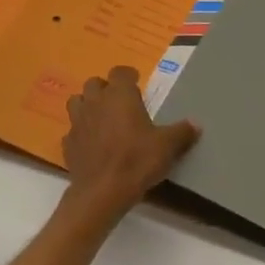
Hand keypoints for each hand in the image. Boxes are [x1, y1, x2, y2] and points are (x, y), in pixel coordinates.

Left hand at [62, 66, 199, 216]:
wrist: (102, 192)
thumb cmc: (137, 160)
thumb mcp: (167, 146)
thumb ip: (182, 132)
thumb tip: (196, 124)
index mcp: (120, 95)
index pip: (120, 72)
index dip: (128, 75)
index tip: (137, 82)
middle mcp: (95, 102)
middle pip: (94, 83)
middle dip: (105, 89)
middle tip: (120, 102)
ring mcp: (77, 122)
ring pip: (77, 102)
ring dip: (88, 105)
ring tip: (102, 118)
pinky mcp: (68, 144)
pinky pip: (73, 130)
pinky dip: (81, 133)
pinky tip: (92, 144)